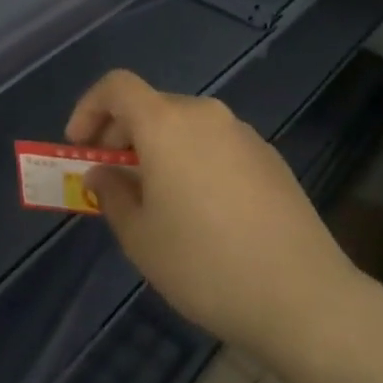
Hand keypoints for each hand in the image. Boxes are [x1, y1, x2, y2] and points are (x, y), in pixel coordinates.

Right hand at [66, 70, 359, 363]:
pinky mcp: (270, 158)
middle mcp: (207, 115)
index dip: (89, 108)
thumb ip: (112, 193)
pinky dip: (193, 160)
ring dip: (159, 150)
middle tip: (111, 178)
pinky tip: (202, 211)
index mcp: (167, 124)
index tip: (79, 147)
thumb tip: (104, 172)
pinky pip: (216, 145)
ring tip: (156, 200)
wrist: (302, 296)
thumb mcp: (141, 237)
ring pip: (186, 127)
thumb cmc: (204, 264)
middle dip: (122, 135)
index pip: (117, 86)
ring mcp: (244, 134)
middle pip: (152, 106)